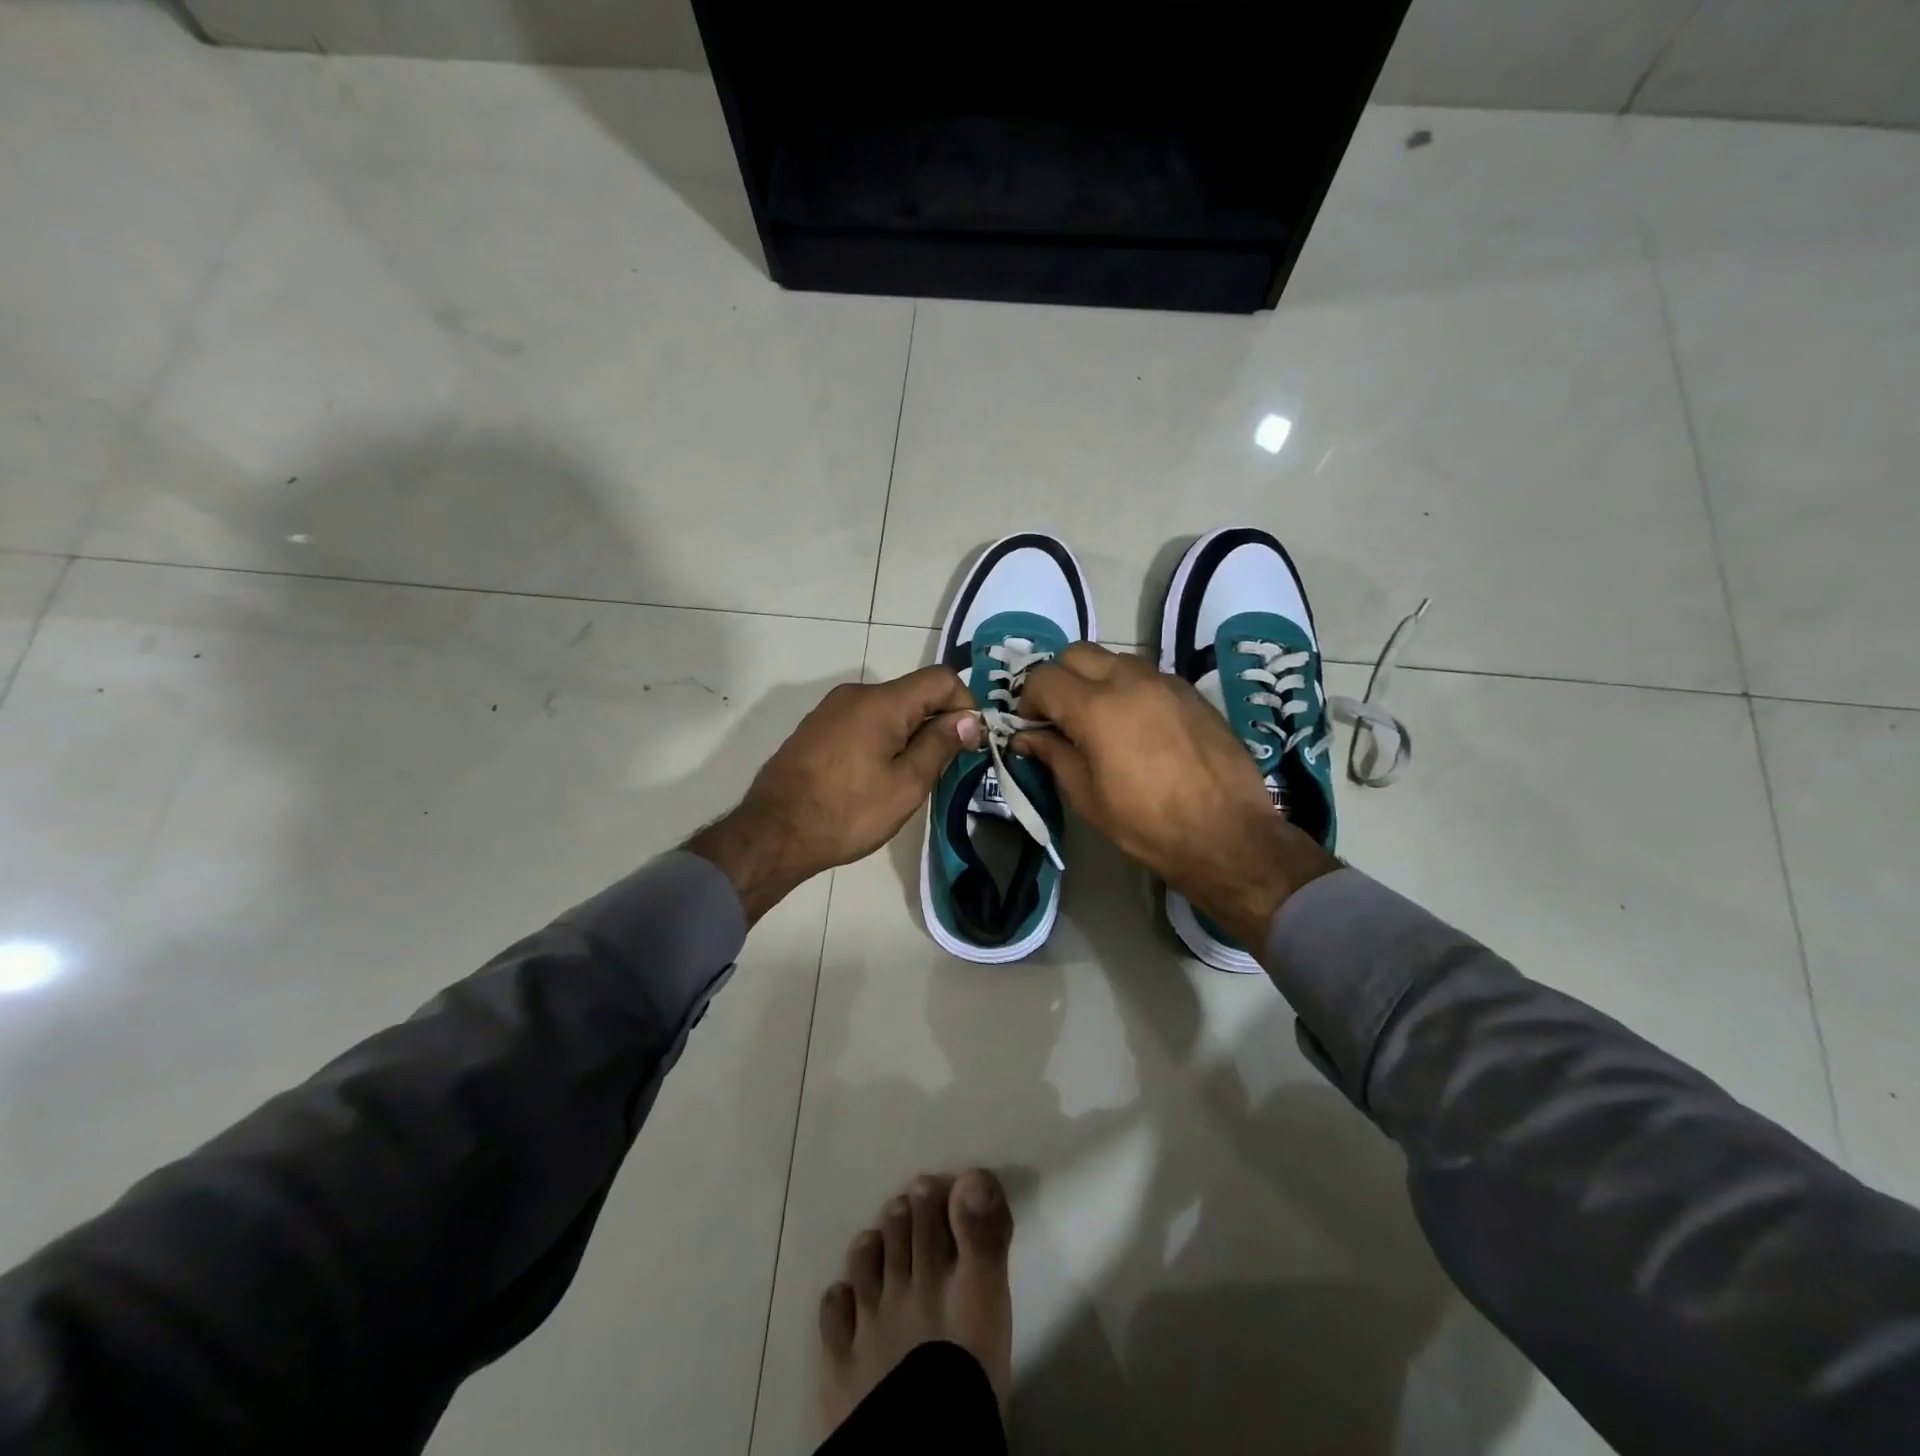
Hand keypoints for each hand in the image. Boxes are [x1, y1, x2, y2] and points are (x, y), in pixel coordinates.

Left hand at [688, 667, 980, 922]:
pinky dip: (882, 740)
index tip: (969, 744)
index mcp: (882, 702)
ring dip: (909, 735)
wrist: (773, 833)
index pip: (941, 678)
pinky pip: (863, 723)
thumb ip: (940, 745)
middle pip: (914, 693)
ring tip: (908, 779)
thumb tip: (969, 718)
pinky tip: (874, 778)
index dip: (965, 704)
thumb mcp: (906, 785)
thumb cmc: (847, 812)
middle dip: (937, 723)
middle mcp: (856, 694)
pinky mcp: (816, 729)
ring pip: (888, 710)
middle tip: (943, 769)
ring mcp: (831, 710)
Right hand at [1013, 644, 1337, 944]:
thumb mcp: (1087, 796)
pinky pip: (1146, 675)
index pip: (1043, 678)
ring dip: (1094, 679)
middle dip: (1059, 679)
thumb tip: (1026, 736)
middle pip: (1076, 653)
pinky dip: (1128, 688)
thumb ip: (1053, 755)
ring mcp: (1164, 682)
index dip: (1027, 699)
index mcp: (1096, 708)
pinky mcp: (1191, 692)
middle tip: (1060, 716)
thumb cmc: (1147, 824)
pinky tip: (1136, 726)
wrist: (1228, 835)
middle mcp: (1129, 681)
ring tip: (1099, 720)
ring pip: (1114, 658)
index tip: (1031, 726)